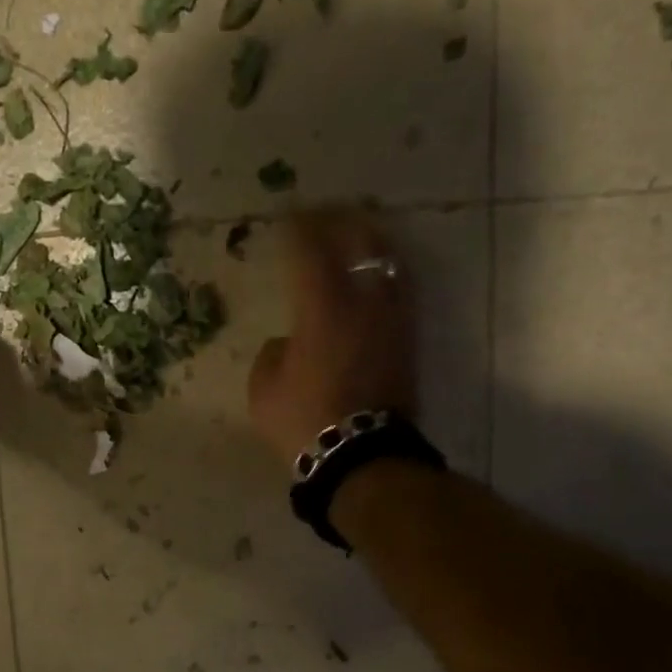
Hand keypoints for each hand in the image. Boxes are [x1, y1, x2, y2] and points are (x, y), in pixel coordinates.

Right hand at [247, 211, 415, 465]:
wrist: (361, 457)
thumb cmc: (303, 420)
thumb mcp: (264, 389)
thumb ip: (273, 355)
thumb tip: (288, 343)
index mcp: (322, 309)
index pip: (311, 252)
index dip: (299, 228)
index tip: (290, 216)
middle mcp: (363, 304)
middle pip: (362, 244)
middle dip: (344, 222)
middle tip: (328, 214)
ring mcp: (391, 323)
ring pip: (390, 265)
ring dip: (373, 244)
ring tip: (361, 236)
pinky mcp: (407, 344)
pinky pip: (400, 295)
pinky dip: (386, 276)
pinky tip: (376, 279)